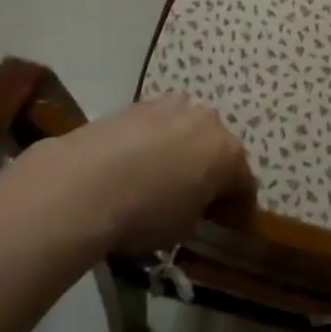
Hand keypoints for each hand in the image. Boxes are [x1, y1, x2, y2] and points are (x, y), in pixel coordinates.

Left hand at [37, 94, 256, 254]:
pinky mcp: (140, 103)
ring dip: (184, 150)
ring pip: (189, 130)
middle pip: (219, 148)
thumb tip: (198, 206)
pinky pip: (160, 125)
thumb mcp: (183, 228)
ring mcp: (173, 106)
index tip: (228, 227)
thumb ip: (201, 211)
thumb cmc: (145, 213)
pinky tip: (135, 164)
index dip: (239, 209)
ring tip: (162, 178)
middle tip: (196, 200)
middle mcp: (208, 120)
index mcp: (227, 152)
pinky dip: (156, 141)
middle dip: (212, 171)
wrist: (85, 182)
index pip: (245, 183)